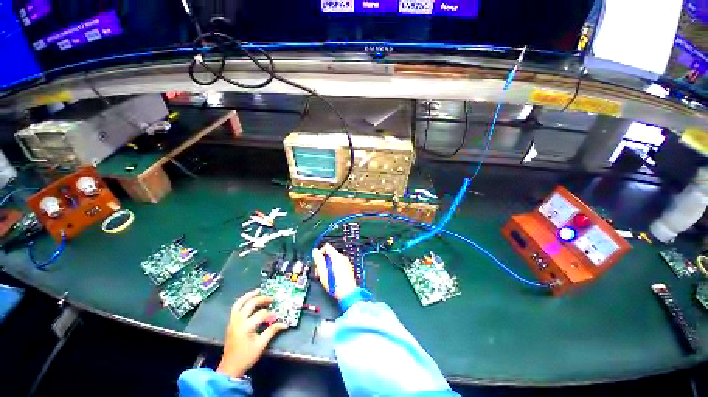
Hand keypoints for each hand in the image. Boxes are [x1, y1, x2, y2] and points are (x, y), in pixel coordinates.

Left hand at [216, 290, 287, 378]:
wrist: (229, 368)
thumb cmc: (246, 357)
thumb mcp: (261, 345)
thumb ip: (272, 331)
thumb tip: (284, 324)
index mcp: (246, 327)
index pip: (261, 314)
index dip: (270, 314)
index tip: (277, 317)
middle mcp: (238, 321)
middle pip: (251, 304)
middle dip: (262, 299)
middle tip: (271, 298)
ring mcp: (232, 321)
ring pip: (240, 303)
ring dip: (249, 295)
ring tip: (258, 291)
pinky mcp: (230, 323)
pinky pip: (235, 307)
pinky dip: (242, 301)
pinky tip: (249, 300)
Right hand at [311, 244, 356, 300]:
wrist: (348, 294)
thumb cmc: (335, 284)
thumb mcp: (323, 272)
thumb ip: (318, 260)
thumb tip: (315, 251)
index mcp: (336, 257)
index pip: (327, 246)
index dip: (320, 252)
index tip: (317, 261)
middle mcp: (342, 257)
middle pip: (330, 254)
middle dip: (323, 261)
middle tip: (319, 272)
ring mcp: (346, 263)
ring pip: (333, 259)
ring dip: (327, 265)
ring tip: (324, 276)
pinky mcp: (347, 268)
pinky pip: (338, 264)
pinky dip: (333, 268)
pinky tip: (331, 277)